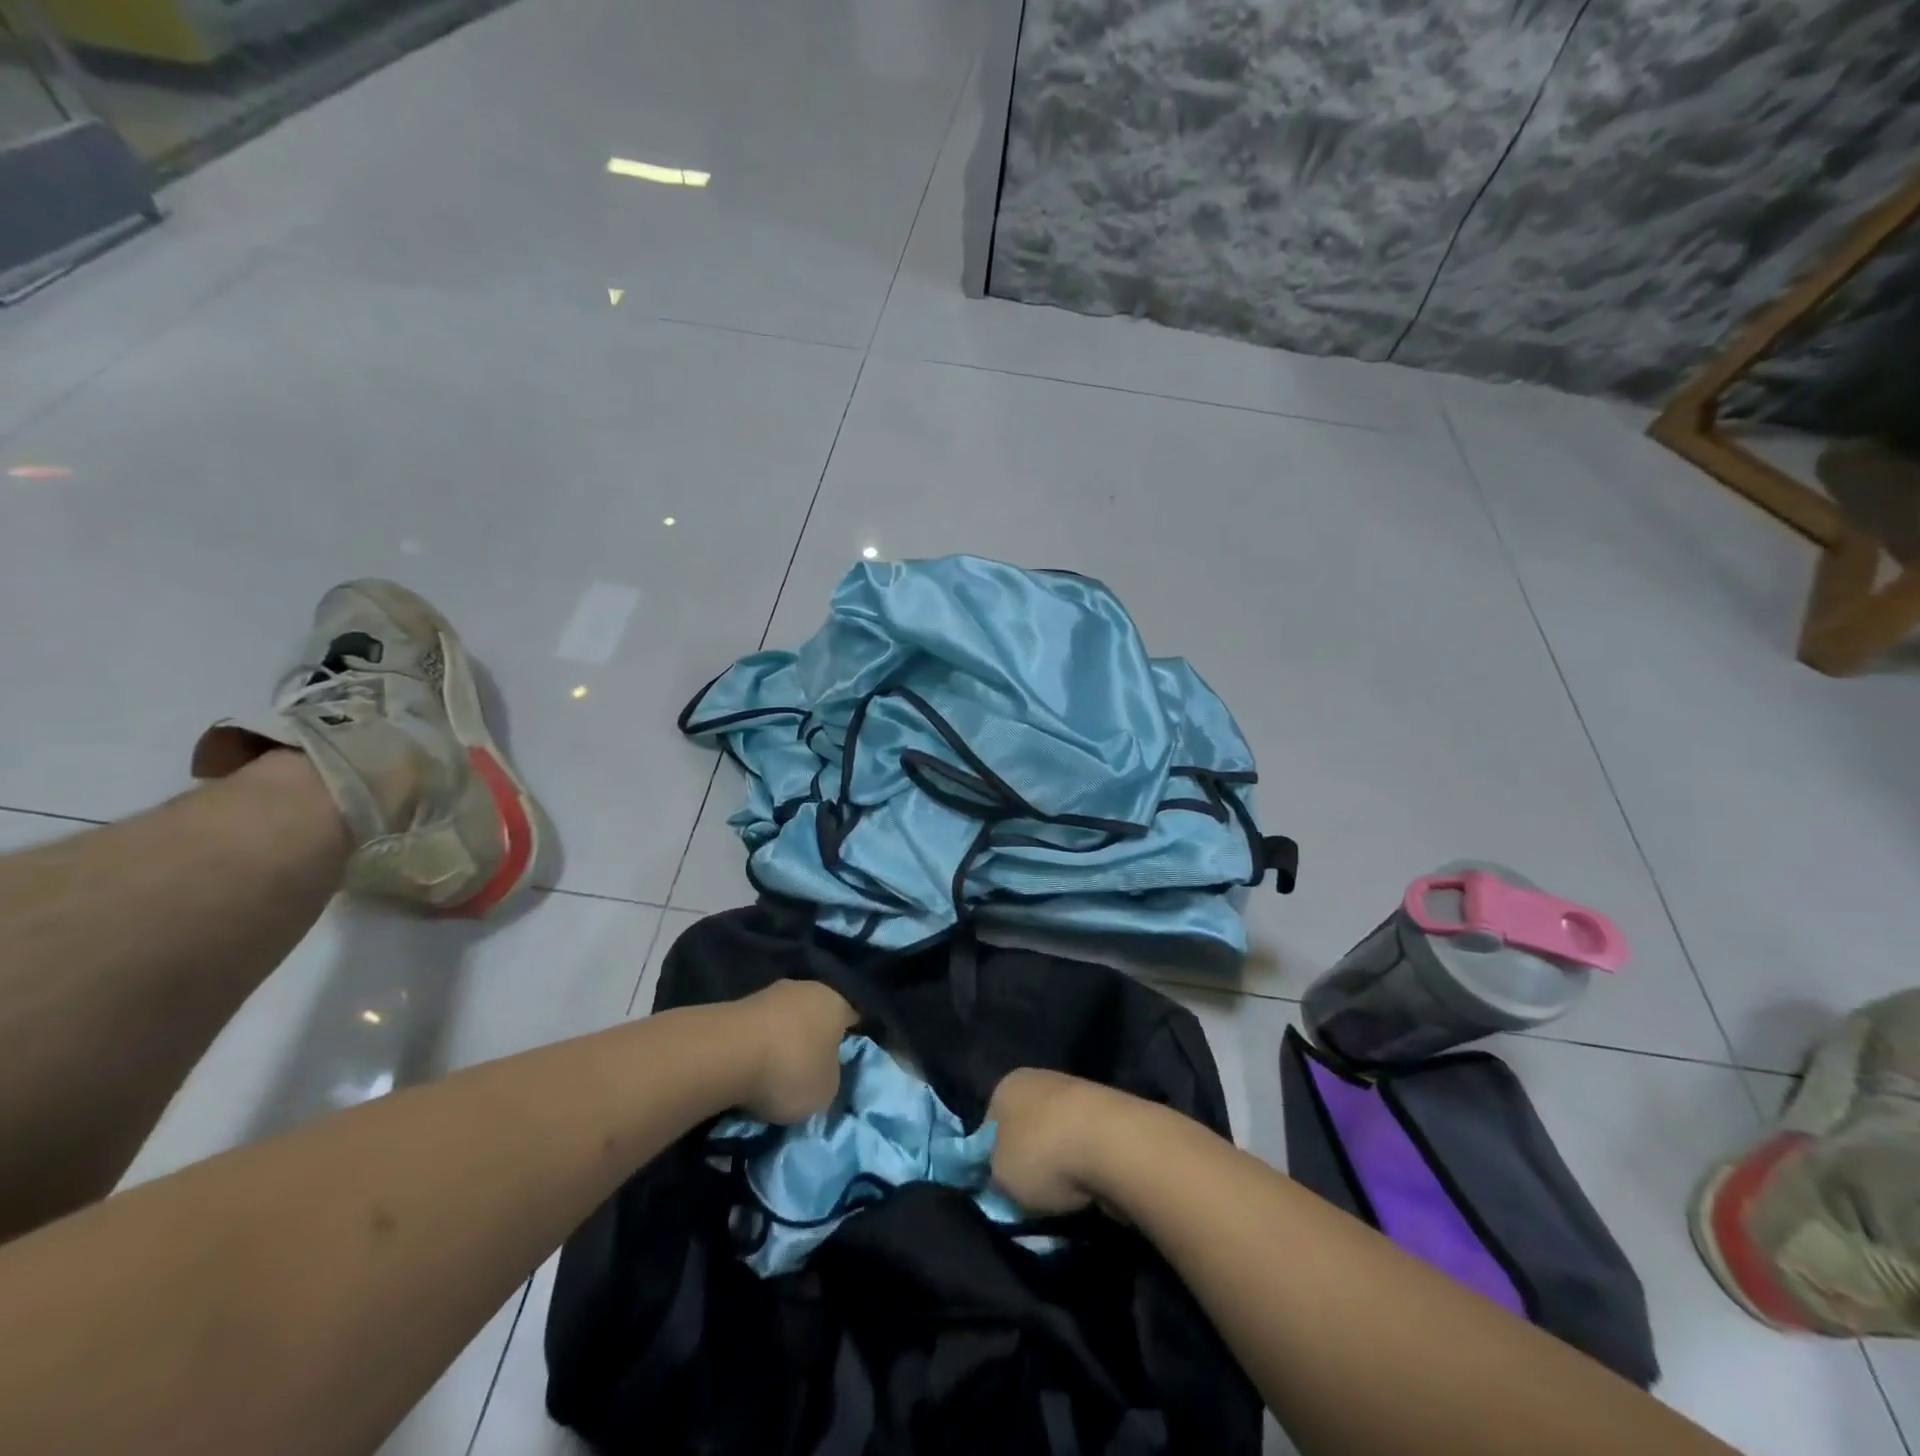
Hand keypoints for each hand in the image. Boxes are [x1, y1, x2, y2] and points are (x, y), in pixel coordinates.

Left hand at [729, 980, 856, 1123]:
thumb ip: (831, 1078)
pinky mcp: (737, 1005)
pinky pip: (758, 1029)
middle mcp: (806, 988)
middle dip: (813, 1038)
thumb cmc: (791, 1069)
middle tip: (809, 1069)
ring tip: (775, 1073)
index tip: (844, 1063)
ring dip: (782, 1041)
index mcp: (836, 1002)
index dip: (849, 1041)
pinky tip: (751, 1067)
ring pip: (785, 1019)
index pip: (852, 1018)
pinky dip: (757, 1046)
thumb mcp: (826, 1091)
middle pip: (815, 1015)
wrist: (726, 1053)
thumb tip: (823, 1072)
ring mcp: (769, 993)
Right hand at [987, 1068, 1123, 1215]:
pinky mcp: (1109, 1114)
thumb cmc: (1042, 1154)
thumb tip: (999, 1178)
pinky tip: (1090, 1187)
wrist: (1113, 1144)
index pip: (989, 1125)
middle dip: (1028, 1163)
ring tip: (1065, 1197)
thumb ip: (991, 1176)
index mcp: (1007, 1084)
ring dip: (1060, 1168)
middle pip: (1025, 1130)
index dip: (990, 1161)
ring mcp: (1077, 1093)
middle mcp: (1040, 1080)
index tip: (999, 1190)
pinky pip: (1086, 1148)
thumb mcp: (998, 1177)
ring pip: (1057, 1140)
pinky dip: (1086, 1169)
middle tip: (1030, 1197)